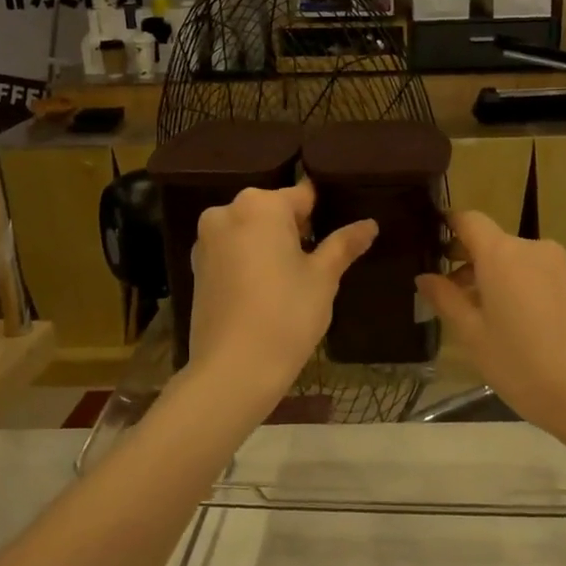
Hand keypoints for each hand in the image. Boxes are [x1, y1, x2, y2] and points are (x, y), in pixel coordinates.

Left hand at [186, 179, 376, 403]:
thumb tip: (369, 224)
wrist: (233, 370)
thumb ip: (344, 245)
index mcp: (260, 205)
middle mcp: (226, 212)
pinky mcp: (196, 268)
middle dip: (296, 230)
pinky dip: (250, 262)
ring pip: (251, 232)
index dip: (324, 215)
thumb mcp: (323, 278)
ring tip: (294, 281)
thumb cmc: (286, 315)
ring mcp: (206, 240)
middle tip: (319, 263)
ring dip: (271, 246)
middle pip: (273, 211)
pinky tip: (266, 292)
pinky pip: (232, 252)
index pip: (304, 195)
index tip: (339, 236)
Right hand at [416, 211, 565, 443]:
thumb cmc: (523, 365)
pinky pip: (533, 274)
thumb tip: (424, 277)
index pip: (468, 220)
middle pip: (491, 241)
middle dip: (465, 260)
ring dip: (490, 277)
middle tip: (442, 293)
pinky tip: (506, 323)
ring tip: (472, 315)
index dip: (446, 226)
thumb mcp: (474, 336)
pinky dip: (514, 286)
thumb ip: (446, 300)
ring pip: (512, 260)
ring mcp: (558, 266)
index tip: (427, 246)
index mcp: (502, 254)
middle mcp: (532, 249)